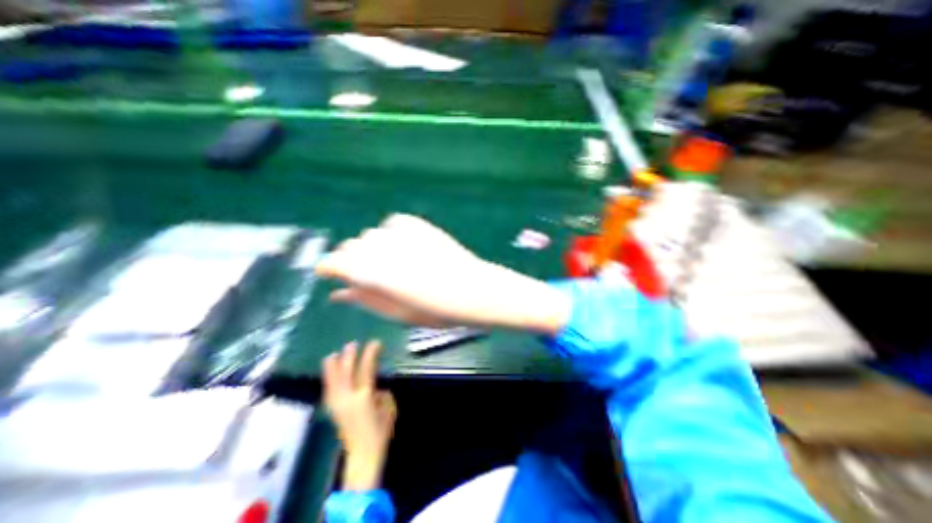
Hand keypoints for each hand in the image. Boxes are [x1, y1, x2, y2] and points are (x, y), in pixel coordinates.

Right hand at [318, 213, 571, 333]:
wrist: (473, 289)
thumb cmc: (437, 311)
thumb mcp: (397, 313)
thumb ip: (365, 300)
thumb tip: (339, 293)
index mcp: (372, 273)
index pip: (335, 262)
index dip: (329, 268)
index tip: (328, 274)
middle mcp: (380, 248)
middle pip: (352, 246)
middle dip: (351, 260)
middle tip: (366, 274)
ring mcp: (400, 233)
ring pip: (371, 235)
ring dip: (372, 248)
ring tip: (389, 262)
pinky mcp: (418, 225)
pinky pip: (392, 224)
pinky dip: (391, 234)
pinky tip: (402, 246)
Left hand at [326, 340, 396, 489]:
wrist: (363, 455)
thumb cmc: (380, 431)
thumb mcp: (389, 407)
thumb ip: (382, 393)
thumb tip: (374, 388)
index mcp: (364, 396)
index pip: (366, 369)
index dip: (370, 353)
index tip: (375, 343)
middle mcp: (347, 398)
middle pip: (345, 372)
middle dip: (348, 356)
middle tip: (352, 344)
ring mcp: (337, 404)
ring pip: (332, 380)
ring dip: (332, 366)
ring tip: (333, 354)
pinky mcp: (333, 410)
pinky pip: (328, 389)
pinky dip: (328, 378)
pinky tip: (328, 372)